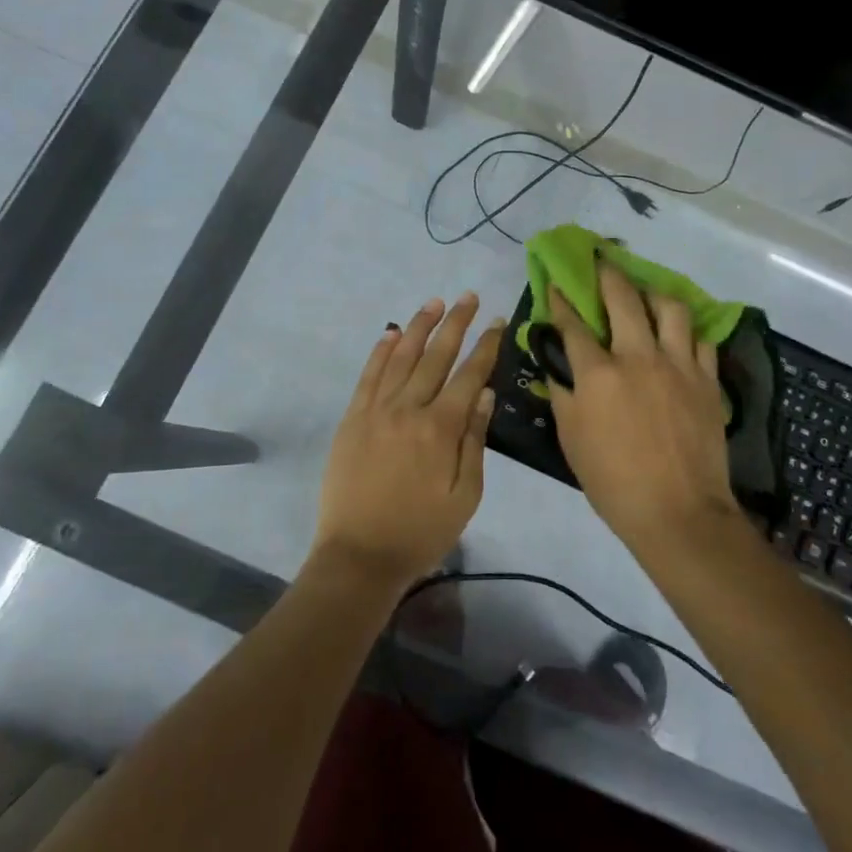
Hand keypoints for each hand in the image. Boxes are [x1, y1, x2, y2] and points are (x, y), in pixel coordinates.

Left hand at [311, 294, 503, 593]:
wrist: (359, 555)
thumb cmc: (421, 531)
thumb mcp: (464, 496)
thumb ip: (474, 441)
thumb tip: (485, 394)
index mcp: (441, 428)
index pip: (469, 375)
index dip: (486, 346)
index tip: (498, 321)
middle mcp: (409, 408)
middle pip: (436, 355)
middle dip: (456, 323)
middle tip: (469, 296)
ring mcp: (376, 410)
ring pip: (401, 357)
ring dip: (419, 326)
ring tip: (435, 302)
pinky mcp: (352, 418)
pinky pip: (368, 376)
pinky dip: (380, 351)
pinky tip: (391, 333)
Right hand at [547, 263, 735, 551]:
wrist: (679, 513)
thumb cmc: (614, 482)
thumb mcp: (571, 439)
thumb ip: (564, 393)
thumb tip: (558, 364)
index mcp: (598, 373)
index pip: (573, 324)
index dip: (561, 301)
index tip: (555, 284)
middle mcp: (638, 356)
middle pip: (623, 298)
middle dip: (608, 273)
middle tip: (602, 259)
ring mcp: (678, 364)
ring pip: (670, 307)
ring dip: (653, 292)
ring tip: (647, 292)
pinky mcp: (707, 379)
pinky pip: (699, 339)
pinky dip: (686, 330)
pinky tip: (679, 332)